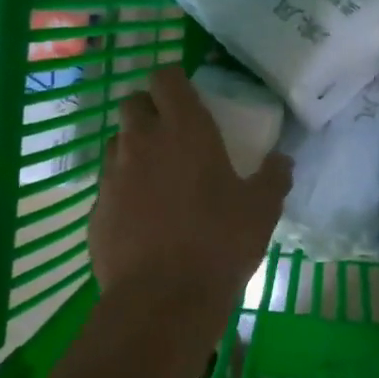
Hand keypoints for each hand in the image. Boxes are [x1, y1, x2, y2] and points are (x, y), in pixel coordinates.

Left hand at [89, 67, 291, 314]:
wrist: (163, 299)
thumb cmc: (220, 241)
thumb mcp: (263, 208)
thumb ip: (274, 176)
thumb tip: (282, 160)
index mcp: (185, 130)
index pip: (166, 78)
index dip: (174, 80)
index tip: (188, 94)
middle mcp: (142, 142)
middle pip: (133, 103)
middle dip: (149, 109)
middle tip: (173, 132)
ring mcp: (113, 175)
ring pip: (116, 143)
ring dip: (134, 148)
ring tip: (158, 175)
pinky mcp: (96, 210)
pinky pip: (108, 185)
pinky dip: (124, 189)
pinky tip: (144, 216)